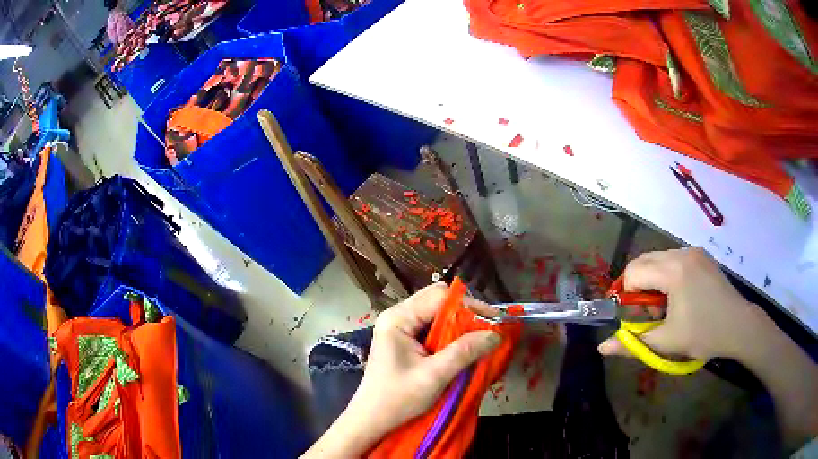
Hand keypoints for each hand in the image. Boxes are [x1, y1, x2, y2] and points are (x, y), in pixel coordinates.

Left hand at [302, 283, 500, 457]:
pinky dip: (450, 335)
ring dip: (459, 325)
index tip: (493, 320)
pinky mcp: (405, 340)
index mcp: (398, 318)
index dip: (469, 305)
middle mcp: (398, 316)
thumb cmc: (397, 398)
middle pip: (438, 301)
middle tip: (489, 329)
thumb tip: (496, 334)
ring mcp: (400, 327)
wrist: (373, 419)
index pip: (439, 296)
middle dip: (466, 314)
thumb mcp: (433, 376)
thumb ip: (464, 352)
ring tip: (481, 338)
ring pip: (438, 314)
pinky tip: (463, 347)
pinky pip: (433, 328)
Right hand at [598, 248, 763, 360]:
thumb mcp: (666, 342)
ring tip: (668, 307)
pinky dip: (668, 276)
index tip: (640, 317)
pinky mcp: (701, 255)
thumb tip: (601, 348)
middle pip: (643, 261)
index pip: (633, 272)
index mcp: (673, 270)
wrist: (739, 326)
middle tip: (653, 313)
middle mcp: (681, 252)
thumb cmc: (704, 334)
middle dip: (639, 287)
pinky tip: (681, 296)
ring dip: (654, 282)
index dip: (628, 296)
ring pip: (658, 260)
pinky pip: (673, 259)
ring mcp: (693, 251)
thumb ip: (632, 343)